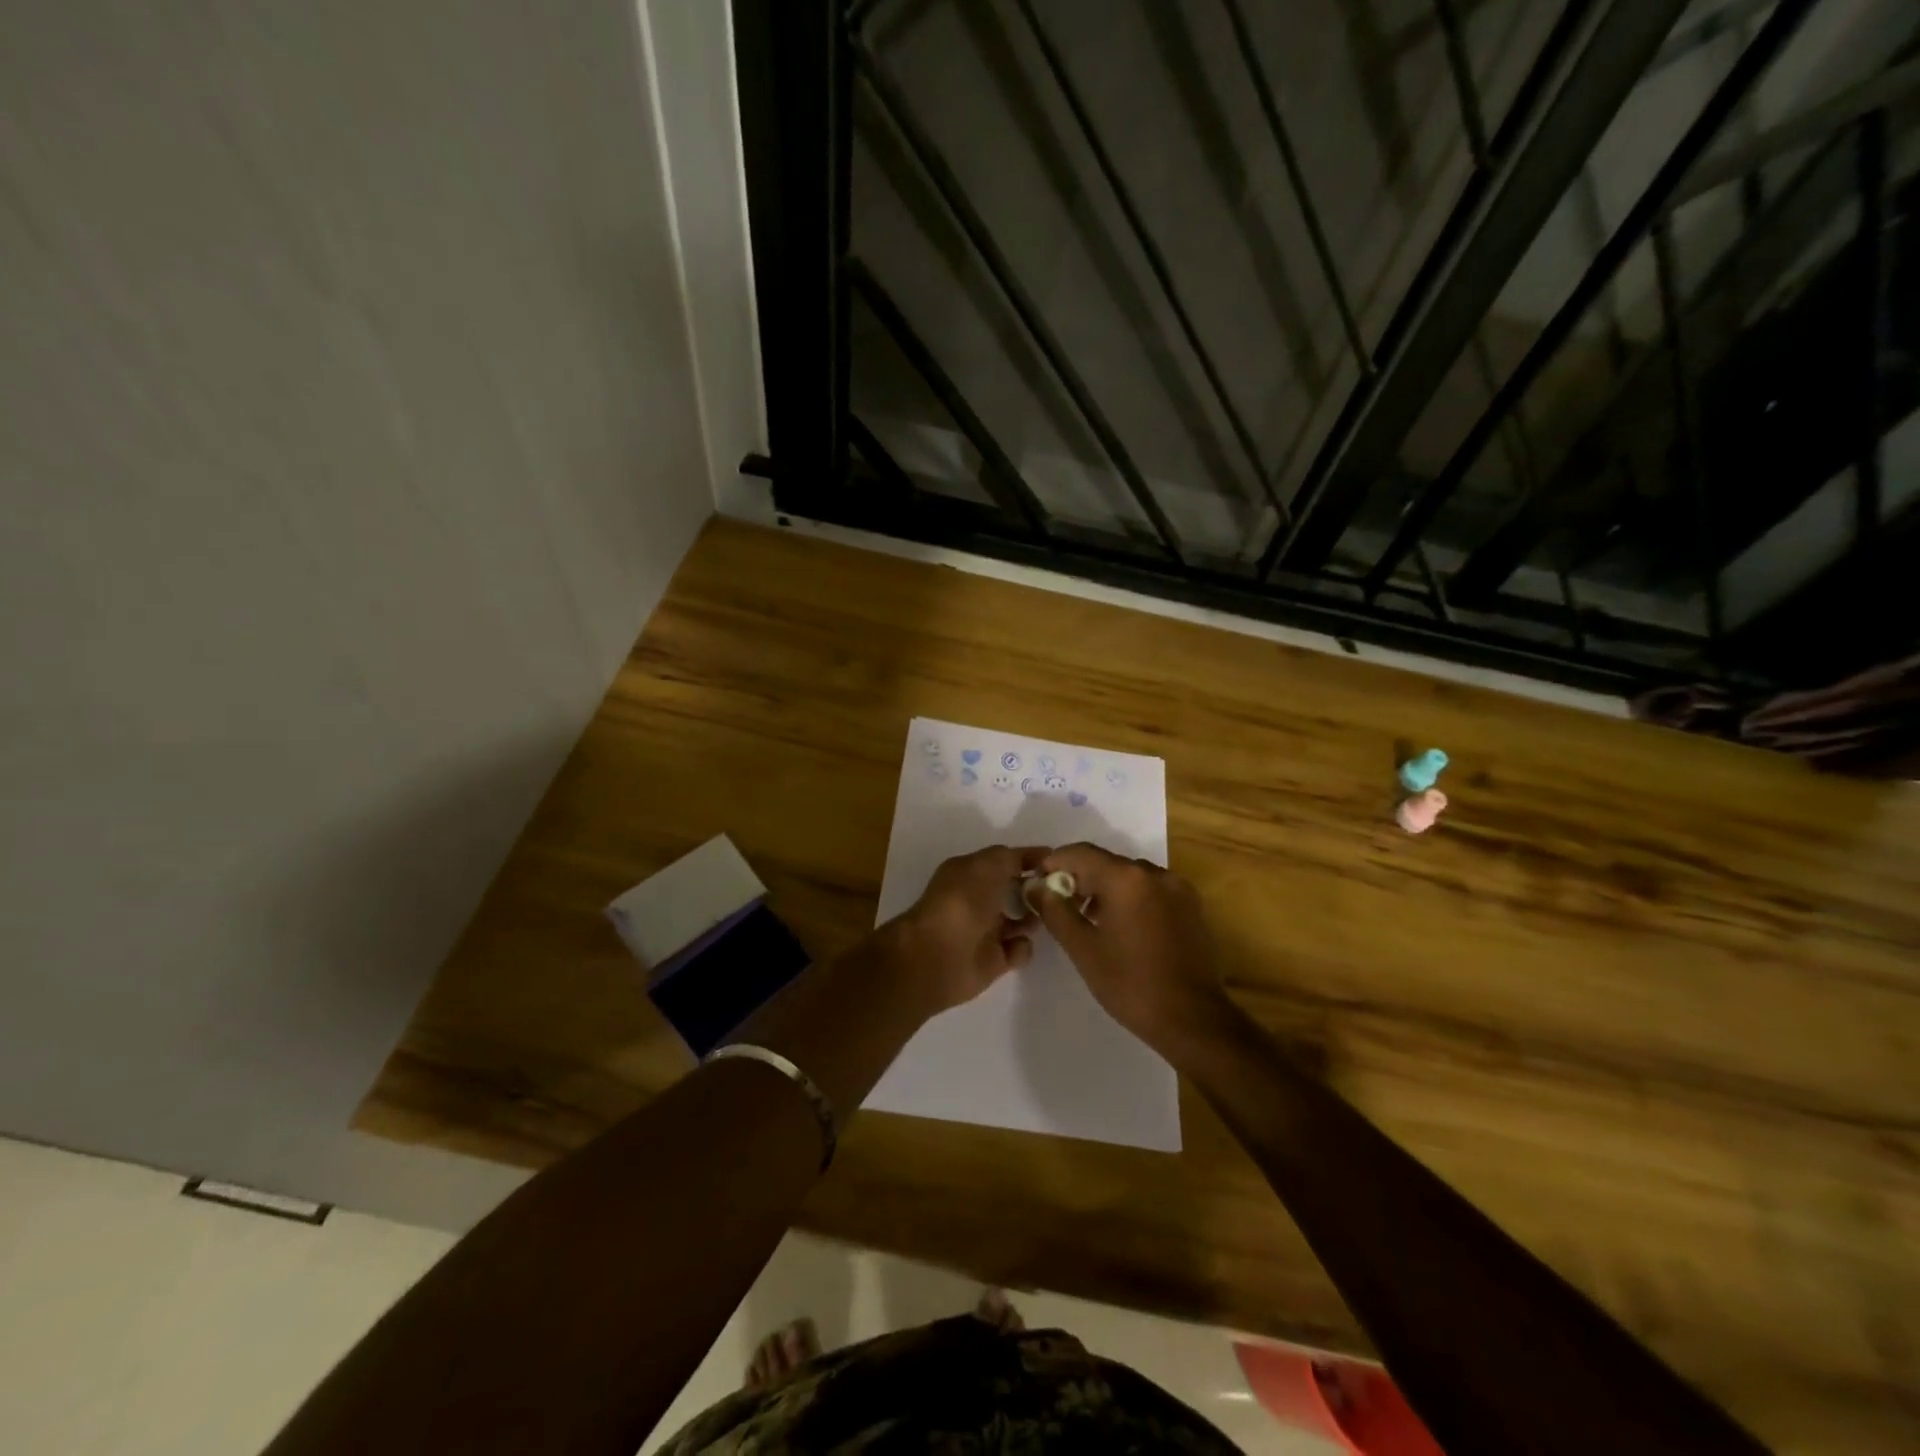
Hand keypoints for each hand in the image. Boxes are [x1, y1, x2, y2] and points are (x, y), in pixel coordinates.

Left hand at [888, 846, 1045, 1013]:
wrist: (938, 954)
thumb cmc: (963, 901)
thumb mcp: (988, 864)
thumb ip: (1014, 857)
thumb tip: (1037, 856)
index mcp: (971, 873)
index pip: (1006, 862)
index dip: (1031, 860)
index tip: (1059, 863)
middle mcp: (978, 899)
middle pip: (1016, 891)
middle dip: (1038, 890)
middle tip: (1061, 892)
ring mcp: (986, 930)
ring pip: (1022, 920)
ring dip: (1036, 918)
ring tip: (1049, 917)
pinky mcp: (994, 960)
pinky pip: (1019, 950)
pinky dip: (1023, 947)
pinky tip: (1018, 943)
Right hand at [1026, 843, 1233, 1060]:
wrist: (1193, 1020)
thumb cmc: (1130, 984)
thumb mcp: (1083, 949)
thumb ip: (1055, 911)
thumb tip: (1035, 886)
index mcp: (1126, 878)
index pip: (1080, 853)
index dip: (1054, 863)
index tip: (1038, 883)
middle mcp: (1155, 873)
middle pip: (1107, 862)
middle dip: (1080, 878)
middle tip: (1060, 905)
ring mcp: (1178, 889)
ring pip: (1130, 876)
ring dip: (1106, 889)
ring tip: (1090, 920)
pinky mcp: (1192, 906)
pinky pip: (1152, 890)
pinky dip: (1131, 898)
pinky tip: (1123, 928)